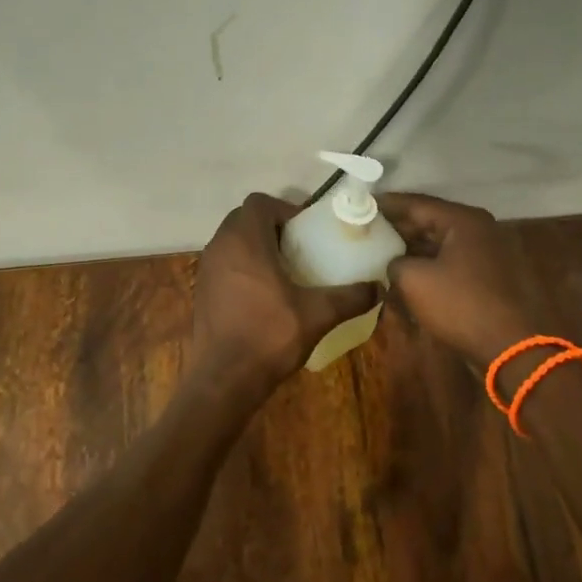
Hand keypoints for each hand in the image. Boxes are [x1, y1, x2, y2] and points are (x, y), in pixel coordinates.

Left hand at [190, 194, 377, 395]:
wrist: (224, 379)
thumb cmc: (269, 336)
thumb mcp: (317, 315)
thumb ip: (350, 297)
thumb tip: (379, 288)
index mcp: (244, 241)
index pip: (259, 203)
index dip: (285, 209)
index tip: (306, 231)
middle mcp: (219, 247)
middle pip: (244, 219)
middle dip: (271, 227)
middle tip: (299, 249)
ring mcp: (206, 270)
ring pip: (232, 242)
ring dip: (256, 247)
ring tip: (285, 271)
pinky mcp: (201, 292)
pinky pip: (224, 264)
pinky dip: (243, 267)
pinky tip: (264, 295)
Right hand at [379, 193, 544, 369]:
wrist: (508, 345)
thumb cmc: (460, 305)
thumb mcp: (414, 280)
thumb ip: (395, 262)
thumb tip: (393, 263)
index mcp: (463, 221)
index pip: (417, 204)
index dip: (387, 205)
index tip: (362, 204)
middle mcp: (478, 229)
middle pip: (430, 221)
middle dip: (398, 226)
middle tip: (367, 227)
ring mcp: (485, 253)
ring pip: (440, 243)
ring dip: (412, 247)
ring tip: (380, 250)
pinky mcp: (486, 276)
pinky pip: (450, 261)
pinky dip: (428, 264)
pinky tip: (405, 272)